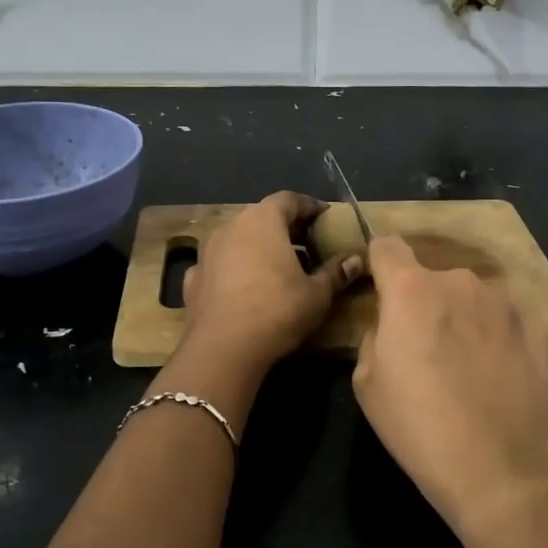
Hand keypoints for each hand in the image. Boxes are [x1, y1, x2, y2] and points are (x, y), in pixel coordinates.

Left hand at [182, 192, 359, 370]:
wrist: (222, 348)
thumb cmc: (276, 311)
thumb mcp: (316, 294)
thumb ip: (335, 273)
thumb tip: (355, 260)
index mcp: (262, 220)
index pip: (288, 199)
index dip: (309, 206)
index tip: (324, 216)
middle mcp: (231, 226)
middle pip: (261, 216)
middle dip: (284, 227)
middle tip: (306, 242)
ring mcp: (207, 252)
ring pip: (237, 239)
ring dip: (257, 247)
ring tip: (276, 266)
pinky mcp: (193, 278)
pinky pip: (219, 265)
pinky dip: (234, 269)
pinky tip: (244, 287)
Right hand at [353, 235, 547, 536]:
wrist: (502, 468)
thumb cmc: (420, 426)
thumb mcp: (367, 384)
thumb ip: (374, 337)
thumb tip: (391, 326)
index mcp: (410, 290)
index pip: (387, 246)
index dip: (379, 264)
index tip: (381, 290)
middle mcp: (459, 281)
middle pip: (431, 278)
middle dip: (424, 303)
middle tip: (427, 349)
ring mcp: (503, 301)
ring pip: (470, 298)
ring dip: (463, 317)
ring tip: (468, 366)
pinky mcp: (537, 325)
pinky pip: (503, 318)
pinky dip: (495, 335)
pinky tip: (498, 374)